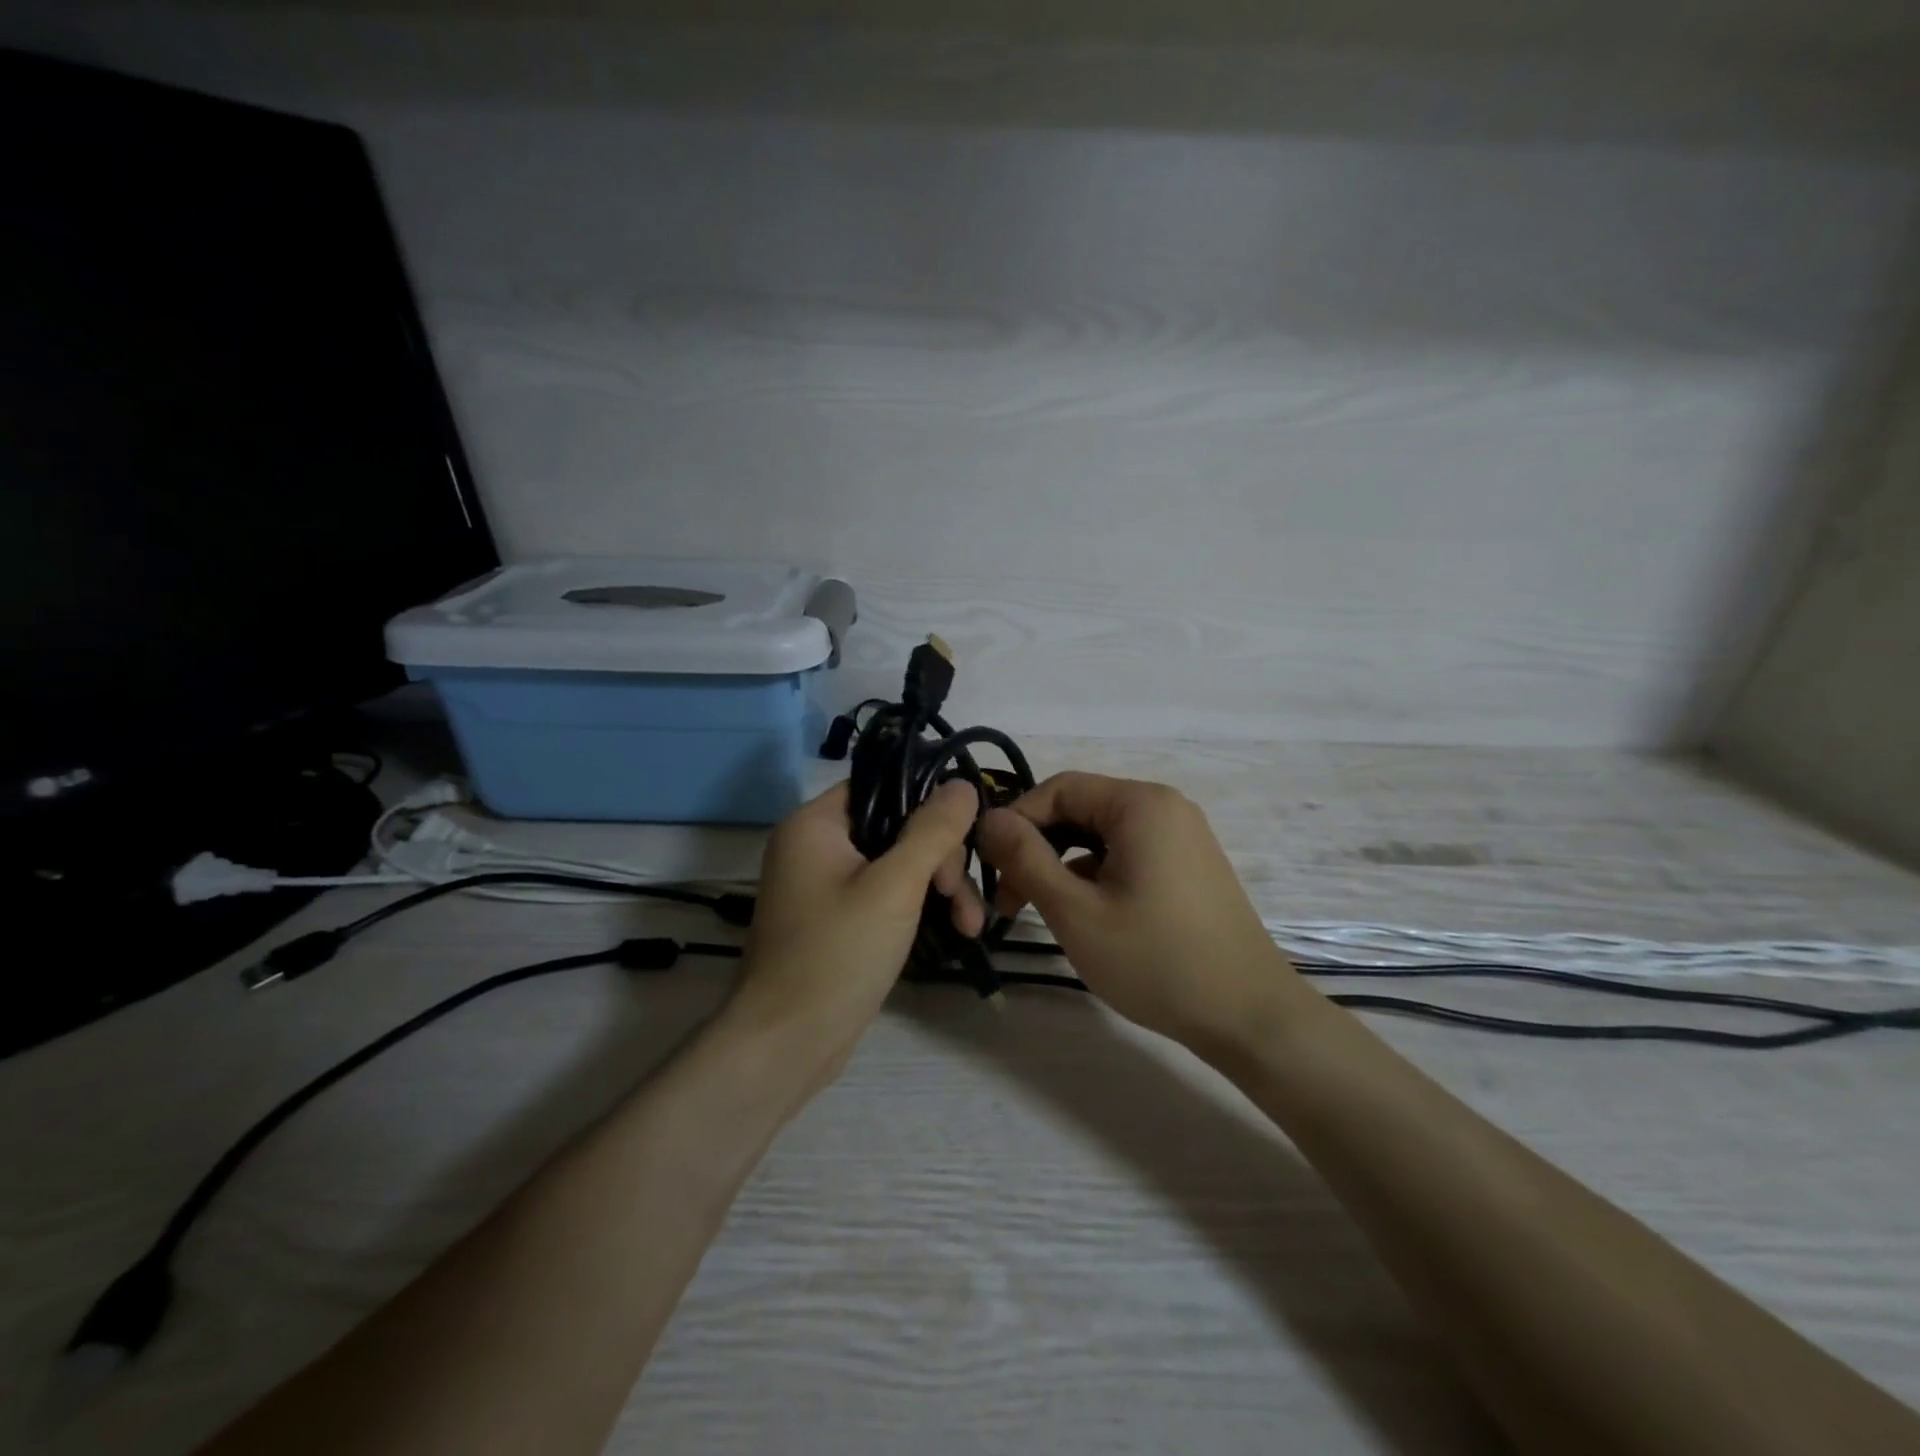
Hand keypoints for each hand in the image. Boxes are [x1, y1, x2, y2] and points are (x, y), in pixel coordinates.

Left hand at [727, 780, 982, 1081]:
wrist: (787, 1044)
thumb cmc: (837, 953)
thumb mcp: (895, 886)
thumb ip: (933, 831)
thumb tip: (963, 784)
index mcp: (815, 824)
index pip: (880, 785)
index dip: (927, 800)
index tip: (966, 830)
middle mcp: (815, 846)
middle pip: (895, 827)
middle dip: (940, 859)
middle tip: (961, 897)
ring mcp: (825, 885)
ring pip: (897, 865)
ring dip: (938, 888)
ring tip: (971, 925)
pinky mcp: (838, 919)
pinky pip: (886, 895)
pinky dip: (917, 907)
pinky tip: (954, 930)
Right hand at [976, 773, 1297, 1051]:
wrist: (1249, 1017)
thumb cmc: (1156, 960)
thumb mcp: (1075, 910)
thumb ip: (1025, 858)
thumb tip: (988, 820)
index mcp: (1140, 804)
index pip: (1058, 789)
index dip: (1015, 821)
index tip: (988, 866)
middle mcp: (1164, 807)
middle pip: (1080, 809)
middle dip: (1037, 847)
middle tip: (1008, 898)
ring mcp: (1181, 837)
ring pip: (1101, 836)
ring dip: (1062, 865)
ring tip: (1039, 911)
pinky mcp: (1188, 866)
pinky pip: (1127, 855)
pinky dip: (1095, 876)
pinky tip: (1083, 916)